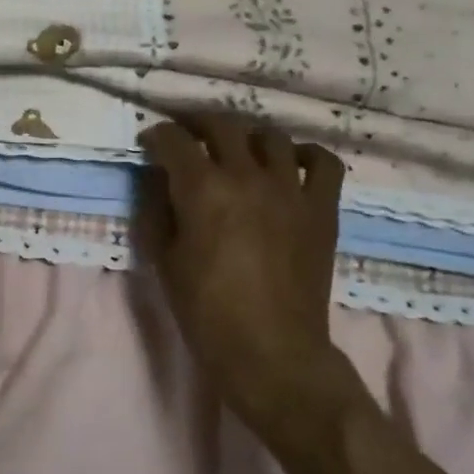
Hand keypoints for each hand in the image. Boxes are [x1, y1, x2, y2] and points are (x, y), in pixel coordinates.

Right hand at [136, 114, 352, 435]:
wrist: (271, 351)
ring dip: (247, 136)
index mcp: (203, 189)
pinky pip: (324, 163)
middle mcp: (247, 176)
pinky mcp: (321, 209)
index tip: (150, 142)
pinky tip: (290, 163)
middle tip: (186, 134)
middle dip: (197, 122)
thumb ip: (156, 208)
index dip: (157, 136)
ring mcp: (290, 190)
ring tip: (237, 148)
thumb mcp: (164, 258)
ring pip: (271, 136)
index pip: (175, 141)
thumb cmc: (206, 310)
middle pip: (222, 124)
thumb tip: (156, 177)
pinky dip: (306, 154)